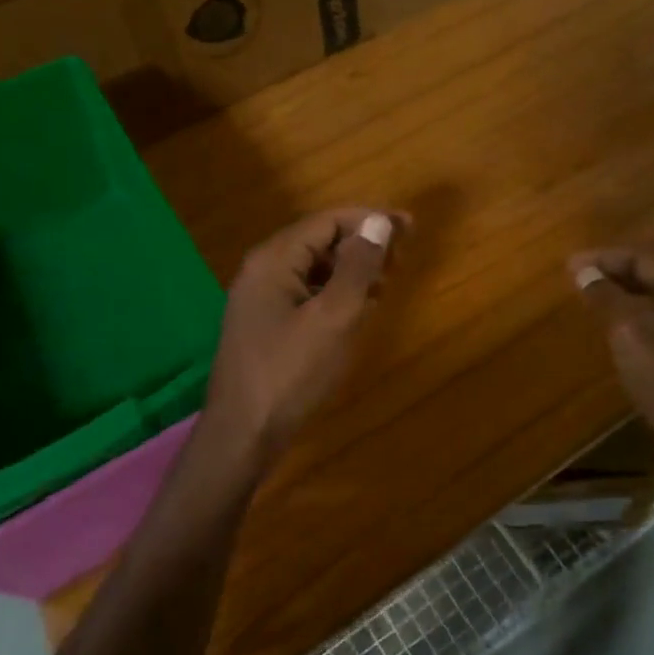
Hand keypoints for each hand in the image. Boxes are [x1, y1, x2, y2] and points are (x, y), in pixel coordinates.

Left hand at [203, 208, 405, 459]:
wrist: (243, 434)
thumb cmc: (291, 373)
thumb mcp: (334, 317)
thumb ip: (357, 267)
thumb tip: (378, 222)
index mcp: (273, 260)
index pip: (327, 221)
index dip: (370, 219)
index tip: (410, 228)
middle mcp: (262, 270)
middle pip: (319, 241)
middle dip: (362, 244)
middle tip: (401, 259)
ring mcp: (260, 298)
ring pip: (314, 269)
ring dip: (351, 269)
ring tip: (386, 283)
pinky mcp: (265, 324)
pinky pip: (306, 293)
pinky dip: (335, 293)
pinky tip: (358, 309)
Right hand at [568, 248, 653, 465]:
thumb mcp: (630, 333)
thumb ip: (606, 297)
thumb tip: (582, 270)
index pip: (645, 259)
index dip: (605, 258)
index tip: (571, 266)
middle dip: (616, 277)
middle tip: (580, 282)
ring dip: (628, 302)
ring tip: (596, 306)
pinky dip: (642, 327)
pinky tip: (624, 342)